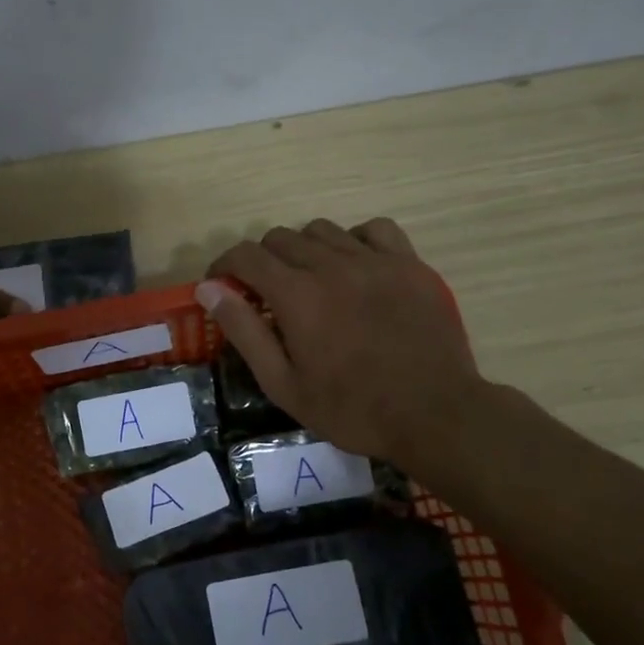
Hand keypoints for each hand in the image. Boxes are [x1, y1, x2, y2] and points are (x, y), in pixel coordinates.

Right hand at [198, 218, 482, 467]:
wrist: (434, 414)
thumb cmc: (352, 409)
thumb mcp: (284, 383)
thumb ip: (244, 331)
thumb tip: (209, 289)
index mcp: (297, 295)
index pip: (246, 256)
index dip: (224, 266)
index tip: (221, 285)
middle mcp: (332, 265)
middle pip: (281, 238)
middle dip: (261, 261)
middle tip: (265, 294)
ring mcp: (375, 260)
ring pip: (322, 230)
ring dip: (304, 250)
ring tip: (310, 281)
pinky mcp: (410, 264)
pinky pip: (374, 229)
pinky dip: (354, 240)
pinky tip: (355, 266)